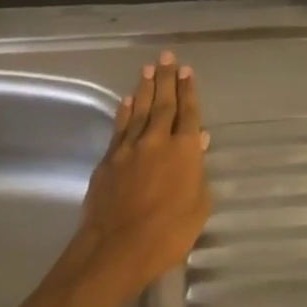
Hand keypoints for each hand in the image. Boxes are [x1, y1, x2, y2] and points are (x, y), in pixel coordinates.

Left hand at [73, 51, 211, 299]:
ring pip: (140, 111)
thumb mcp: (199, 205)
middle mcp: (157, 141)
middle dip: (167, 79)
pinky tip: (127, 101)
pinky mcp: (108, 161)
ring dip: (145, 89)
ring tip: (148, 69)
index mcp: (184, 150)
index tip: (187, 71)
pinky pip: (119, 128)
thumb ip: (198, 171)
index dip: (189, 91)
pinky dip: (124, 112)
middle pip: (163, 103)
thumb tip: (198, 142)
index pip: (189, 112)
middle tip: (167, 57)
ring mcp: (129, 149)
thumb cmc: (169, 233)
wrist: (117, 249)